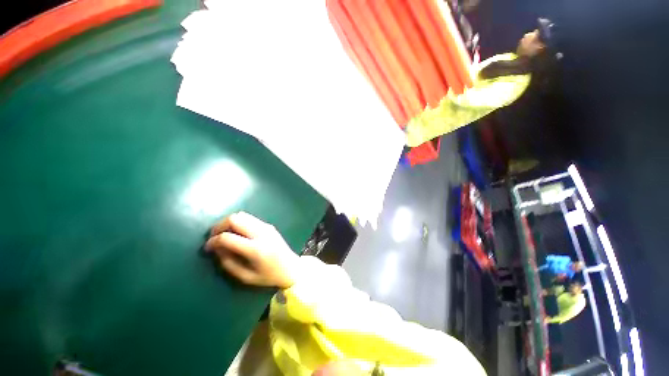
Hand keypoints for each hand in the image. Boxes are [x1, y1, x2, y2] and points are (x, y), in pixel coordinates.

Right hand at [205, 212, 298, 288]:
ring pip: (242, 215)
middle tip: (213, 237)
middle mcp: (261, 233)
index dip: (213, 241)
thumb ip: (228, 263)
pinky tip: (237, 233)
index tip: (207, 247)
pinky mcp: (269, 225)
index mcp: (256, 249)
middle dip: (219, 226)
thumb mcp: (246, 277)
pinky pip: (250, 218)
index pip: (228, 237)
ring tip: (223, 234)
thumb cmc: (269, 276)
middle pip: (234, 218)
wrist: (291, 267)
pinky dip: (239, 222)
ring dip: (229, 222)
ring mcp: (266, 227)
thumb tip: (216, 248)